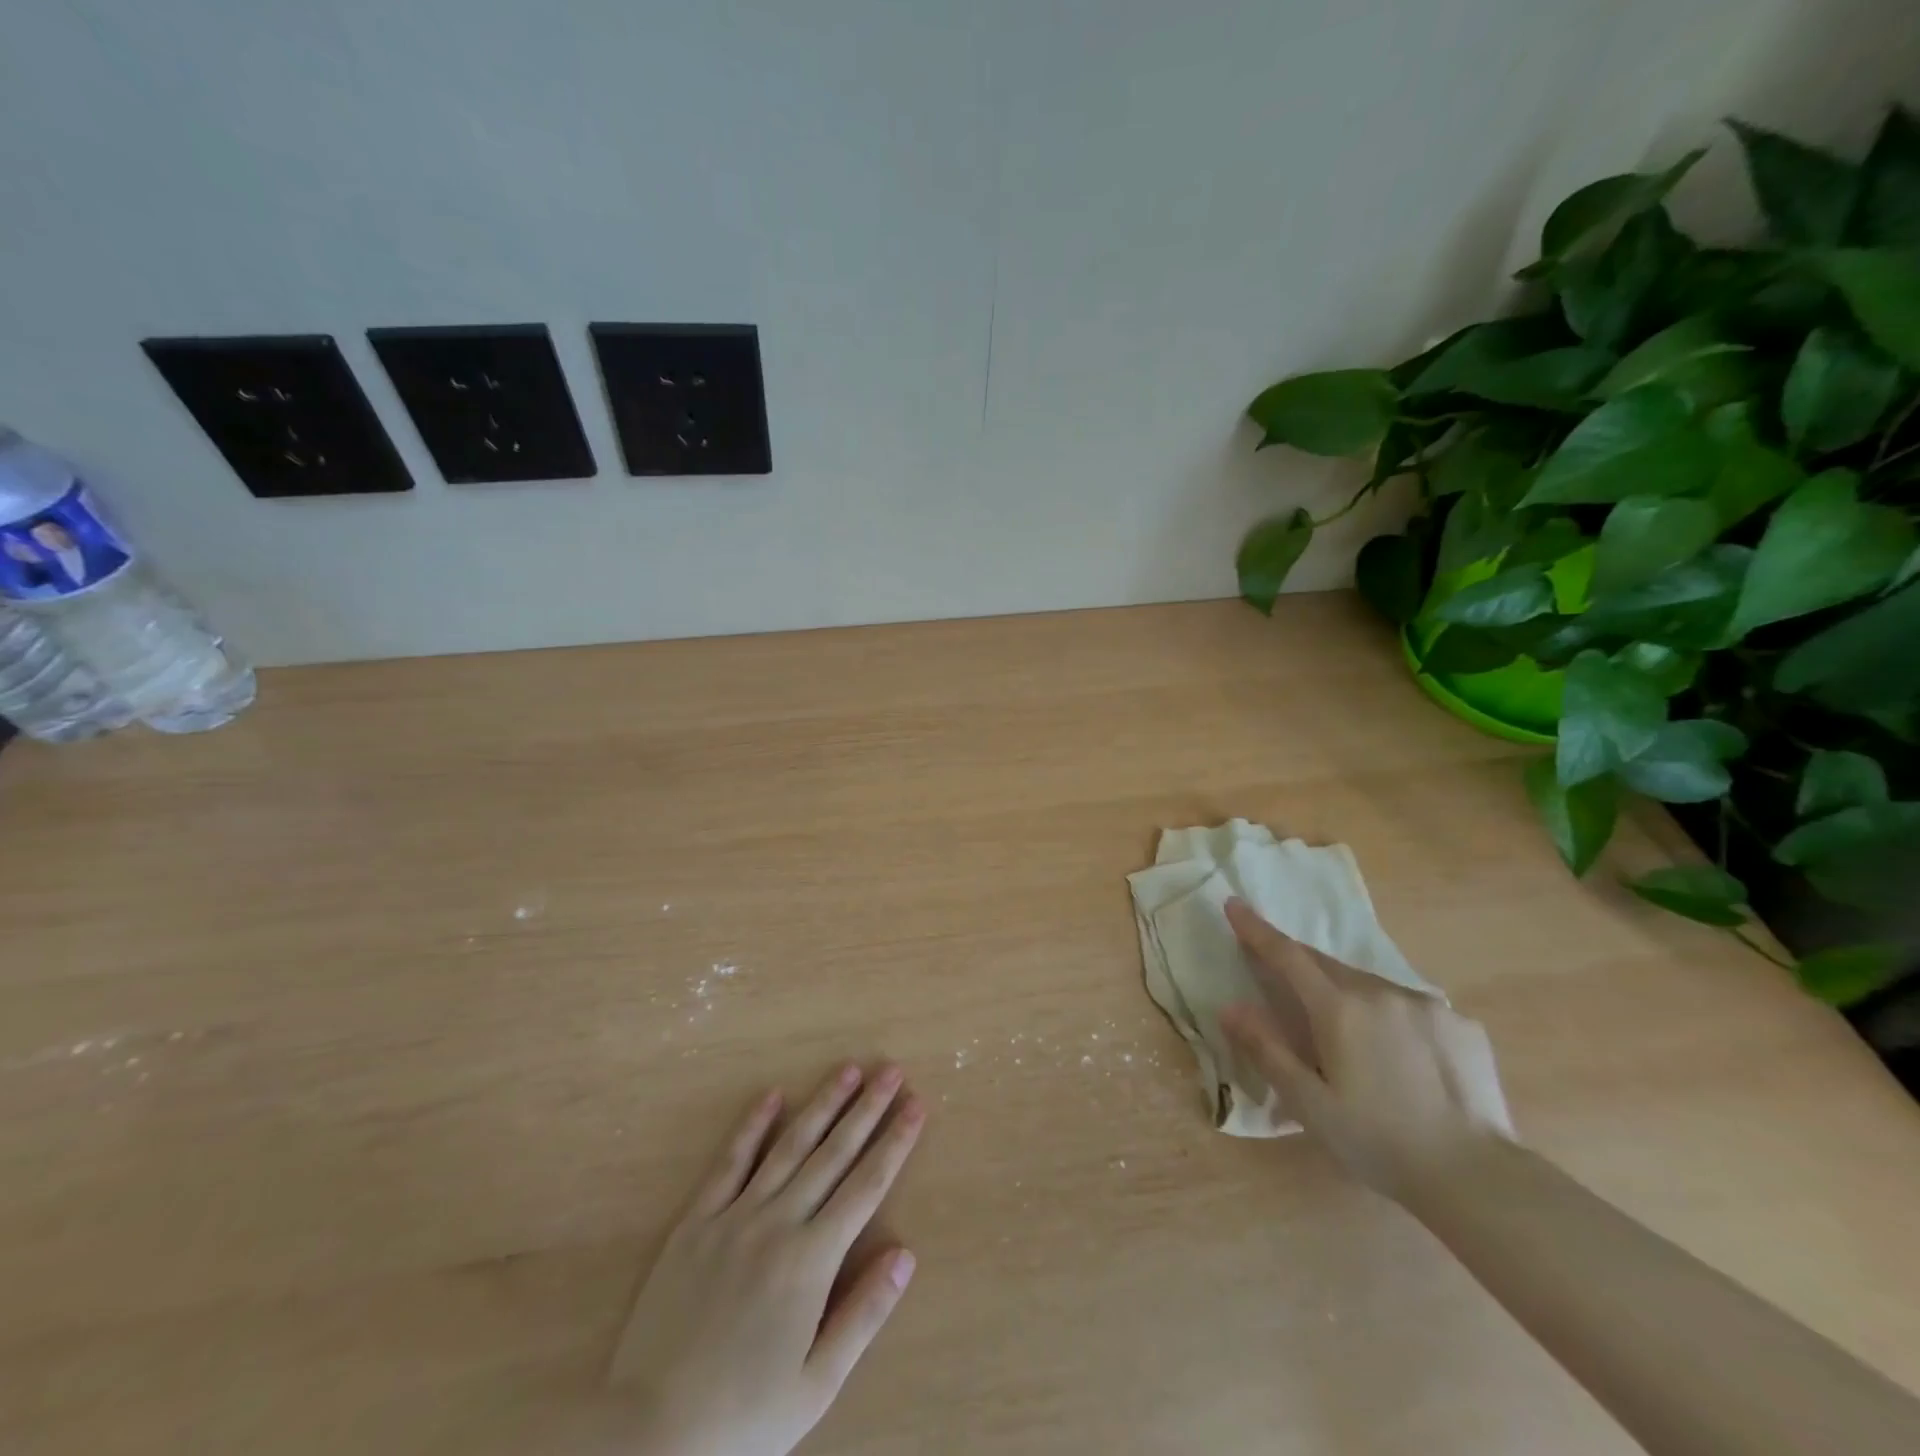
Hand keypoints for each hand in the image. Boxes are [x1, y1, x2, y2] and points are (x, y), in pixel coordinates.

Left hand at [615, 1064, 925, 1455]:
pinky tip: (771, 1096)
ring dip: (821, 1105)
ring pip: (788, 1147)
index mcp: (811, 1261)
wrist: (649, 1436)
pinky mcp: (695, 1222)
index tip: (916, 1105)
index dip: (895, 1143)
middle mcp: (777, 1224)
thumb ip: (863, 1314)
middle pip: (832, 1154)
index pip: (866, 1186)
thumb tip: (905, 1254)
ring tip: (847, 1070)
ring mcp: (734, 1217)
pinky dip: (752, 1127)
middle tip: (891, 1070)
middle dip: (866, 1109)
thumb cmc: (744, 1418)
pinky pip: (729, 1163)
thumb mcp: (817, 1384)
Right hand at [1218, 898, 1515, 1200]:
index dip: (1257, 929)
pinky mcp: (1462, 1025)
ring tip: (1347, 1035)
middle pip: (1327, 965)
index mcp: (1340, 1009)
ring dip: (1347, 994)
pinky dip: (1392, 1017)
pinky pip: (1411, 1008)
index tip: (1234, 904)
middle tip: (1283, 979)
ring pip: (1371, 986)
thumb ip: (1266, 1050)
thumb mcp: (1309, 1104)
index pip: (1287, 955)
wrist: (1478, 1179)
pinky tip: (1402, 1057)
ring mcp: (1427, 1005)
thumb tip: (1230, 1007)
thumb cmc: (1379, 1143)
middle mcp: (1382, 992)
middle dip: (1300, 965)